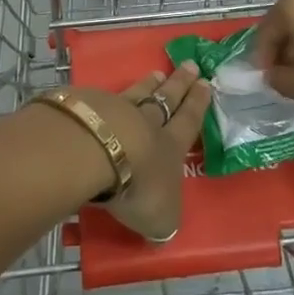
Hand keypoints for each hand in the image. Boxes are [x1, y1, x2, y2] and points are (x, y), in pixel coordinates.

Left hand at [70, 60, 211, 242]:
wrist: (95, 151)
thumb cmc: (137, 185)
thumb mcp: (160, 216)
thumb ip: (163, 219)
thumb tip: (162, 229)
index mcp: (170, 147)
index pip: (188, 122)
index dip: (198, 104)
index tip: (206, 83)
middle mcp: (147, 123)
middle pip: (167, 99)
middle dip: (180, 84)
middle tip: (191, 65)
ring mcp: (116, 110)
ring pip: (137, 94)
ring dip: (148, 84)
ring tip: (156, 73)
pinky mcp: (87, 106)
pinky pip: (103, 99)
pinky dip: (109, 96)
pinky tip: (107, 93)